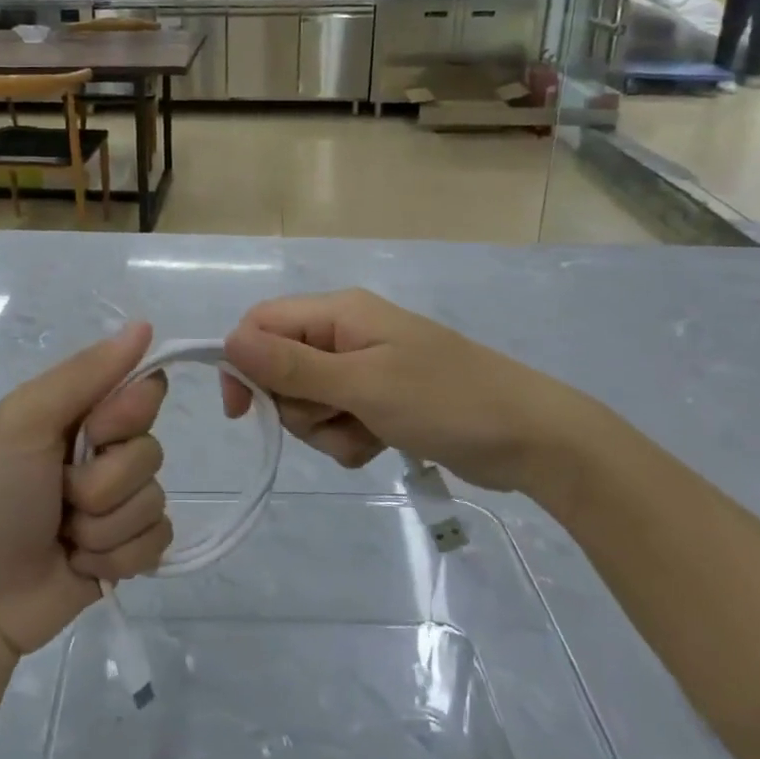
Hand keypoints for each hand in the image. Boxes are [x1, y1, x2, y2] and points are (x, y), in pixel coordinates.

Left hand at [0, 322, 172, 662]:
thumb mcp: (26, 421)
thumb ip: (86, 373)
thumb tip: (144, 325)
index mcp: (77, 413)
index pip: (144, 391)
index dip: (128, 414)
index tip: (96, 431)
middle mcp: (101, 453)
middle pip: (151, 451)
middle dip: (104, 482)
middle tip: (60, 493)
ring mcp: (115, 506)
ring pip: (155, 500)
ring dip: (105, 526)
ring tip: (63, 535)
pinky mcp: (125, 553)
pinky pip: (156, 541)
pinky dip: (117, 558)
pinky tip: (81, 564)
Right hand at [218, 290, 599, 499]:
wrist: (531, 439)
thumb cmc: (446, 401)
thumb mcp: (363, 385)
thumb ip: (293, 365)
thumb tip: (228, 342)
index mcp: (340, 313)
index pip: (262, 324)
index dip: (243, 362)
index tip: (243, 412)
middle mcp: (345, 334)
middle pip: (281, 367)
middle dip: (297, 405)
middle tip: (335, 418)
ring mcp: (364, 368)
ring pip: (307, 400)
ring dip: (326, 428)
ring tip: (367, 435)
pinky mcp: (379, 400)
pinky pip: (336, 420)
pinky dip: (348, 438)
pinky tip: (379, 445)